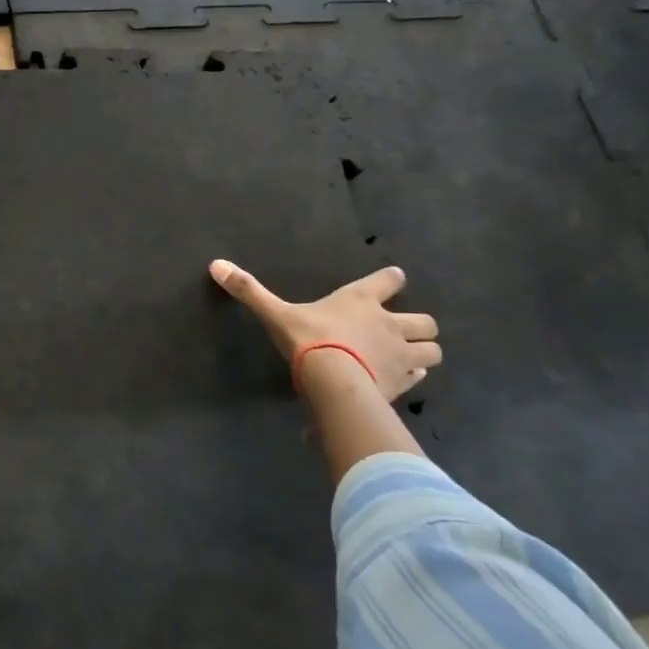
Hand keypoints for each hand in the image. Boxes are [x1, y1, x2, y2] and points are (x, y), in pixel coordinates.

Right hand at [209, 260, 440, 401]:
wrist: (333, 381)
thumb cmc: (309, 339)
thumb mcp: (276, 313)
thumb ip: (249, 291)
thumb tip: (215, 264)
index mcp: (362, 300)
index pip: (389, 280)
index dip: (392, 279)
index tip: (393, 280)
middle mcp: (390, 324)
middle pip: (426, 321)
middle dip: (419, 325)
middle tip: (402, 330)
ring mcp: (401, 355)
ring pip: (432, 350)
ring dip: (423, 351)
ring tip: (408, 356)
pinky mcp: (403, 383)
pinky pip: (419, 377)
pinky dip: (414, 376)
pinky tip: (400, 379)